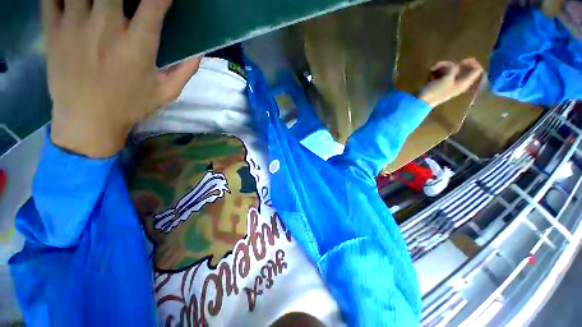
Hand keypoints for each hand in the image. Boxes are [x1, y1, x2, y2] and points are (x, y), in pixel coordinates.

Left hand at [44, 0, 200, 157]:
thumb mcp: (166, 93)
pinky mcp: (53, 31)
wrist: (88, 121)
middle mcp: (106, 28)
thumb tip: (199, 53)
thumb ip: (185, 71)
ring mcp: (75, 26)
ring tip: (103, 0)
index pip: (153, 5)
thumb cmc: (130, 106)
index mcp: (136, 45)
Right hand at [417, 58, 483, 107]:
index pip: (477, 70)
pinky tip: (430, 74)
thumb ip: (453, 69)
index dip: (471, 63)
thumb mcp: (446, 79)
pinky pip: (441, 74)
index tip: (461, 61)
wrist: (419, 102)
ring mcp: (447, 83)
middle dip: (450, 64)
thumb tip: (453, 64)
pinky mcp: (438, 84)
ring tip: (432, 69)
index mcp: (463, 83)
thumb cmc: (434, 92)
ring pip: (449, 70)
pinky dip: (436, 72)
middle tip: (440, 65)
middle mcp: (457, 83)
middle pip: (460, 68)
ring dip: (441, 67)